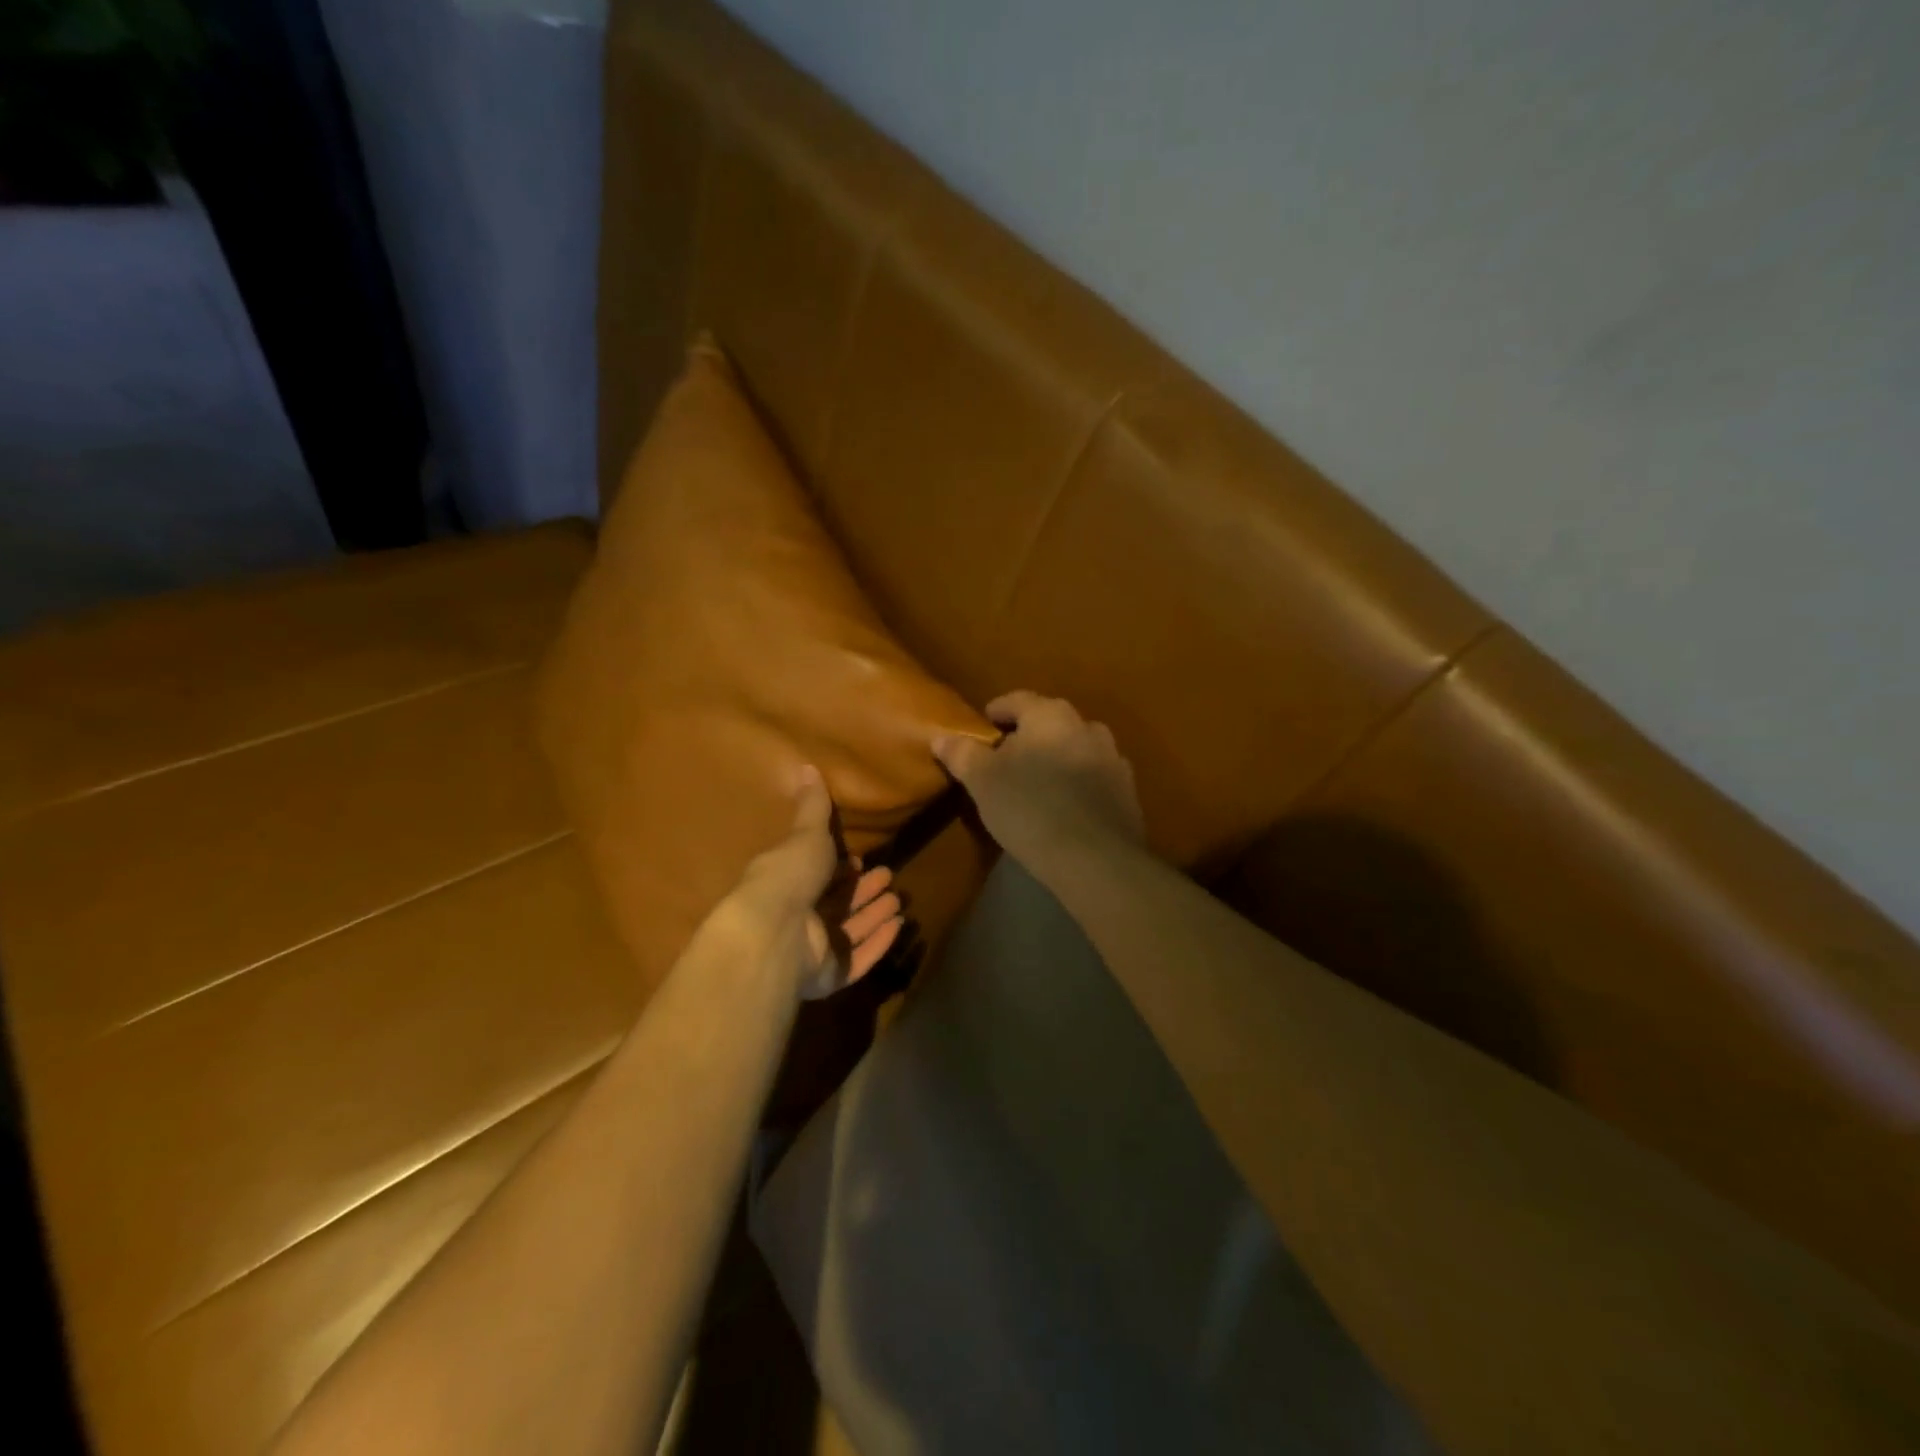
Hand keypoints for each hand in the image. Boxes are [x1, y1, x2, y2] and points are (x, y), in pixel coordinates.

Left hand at [727, 765, 904, 999]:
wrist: (772, 932)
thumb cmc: (787, 877)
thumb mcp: (804, 834)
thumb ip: (812, 807)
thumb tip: (805, 765)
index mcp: (787, 884)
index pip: (817, 876)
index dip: (839, 868)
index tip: (860, 858)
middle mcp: (798, 919)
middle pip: (837, 904)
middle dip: (862, 890)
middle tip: (888, 876)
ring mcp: (813, 951)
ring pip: (849, 931)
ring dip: (873, 915)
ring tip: (897, 899)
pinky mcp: (828, 975)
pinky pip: (858, 960)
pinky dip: (878, 944)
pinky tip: (898, 927)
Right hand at [933, 692, 1144, 868]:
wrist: (1095, 858)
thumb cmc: (1029, 808)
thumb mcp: (983, 781)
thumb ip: (962, 754)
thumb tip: (942, 737)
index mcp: (1050, 715)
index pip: (1017, 700)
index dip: (997, 712)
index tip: (984, 727)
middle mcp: (1087, 726)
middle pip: (1049, 723)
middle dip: (1028, 737)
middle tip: (1005, 761)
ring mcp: (1113, 758)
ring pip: (1075, 749)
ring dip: (1056, 759)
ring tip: (1036, 785)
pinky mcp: (1127, 790)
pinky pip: (1094, 777)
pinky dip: (1078, 784)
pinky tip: (1065, 808)